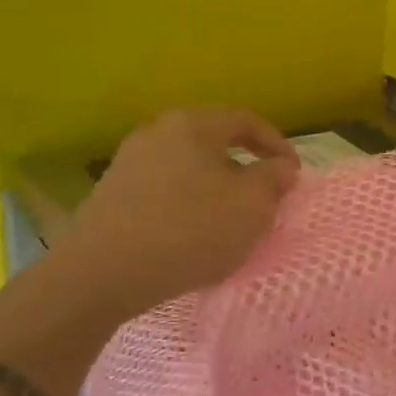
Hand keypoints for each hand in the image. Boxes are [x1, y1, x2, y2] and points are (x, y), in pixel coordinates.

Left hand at [59, 108, 299, 320]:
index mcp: (193, 124)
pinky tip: (193, 235)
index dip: (278, 146)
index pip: (247, 121)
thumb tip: (281, 166)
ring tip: (231, 220)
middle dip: (245, 169)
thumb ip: (274, 179)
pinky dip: (188, 205)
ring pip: (189, 168)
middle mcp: (157, 131)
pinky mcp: (112, 194)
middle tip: (265, 198)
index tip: (294, 175)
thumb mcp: (251, 206)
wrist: (101, 274)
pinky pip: (165, 190)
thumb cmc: (189, 230)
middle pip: (215, 143)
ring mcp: (129, 162)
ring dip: (216, 189)